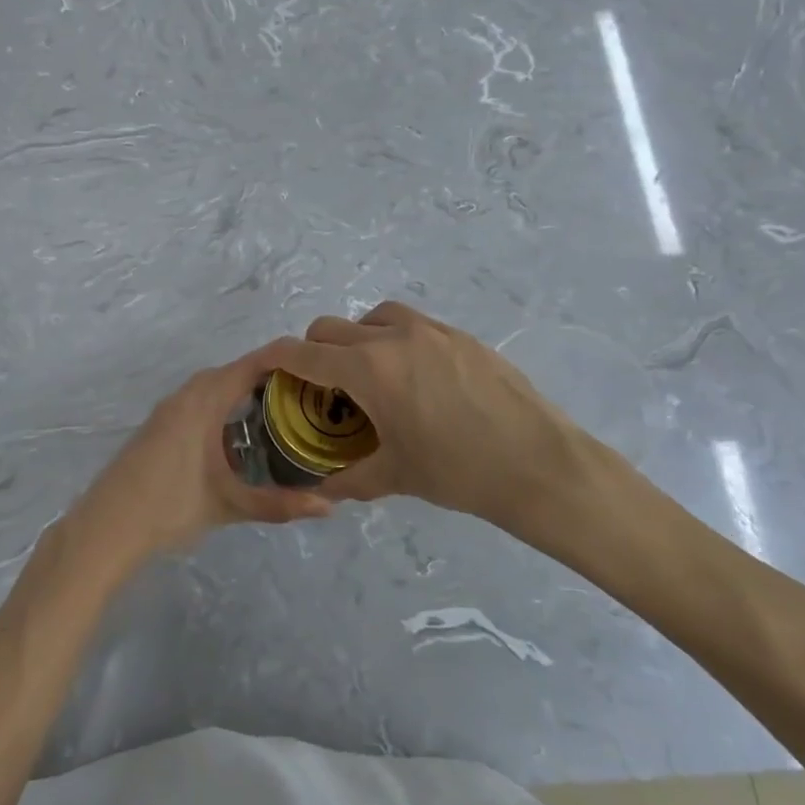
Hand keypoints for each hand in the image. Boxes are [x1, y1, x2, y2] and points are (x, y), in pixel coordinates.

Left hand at [64, 341, 333, 564]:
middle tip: (307, 395)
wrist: (108, 526)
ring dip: (243, 391)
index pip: (252, 364)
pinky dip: (223, 404)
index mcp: (204, 400)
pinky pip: (199, 400)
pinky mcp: (159, 425)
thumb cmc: (170, 507)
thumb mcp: (229, 504)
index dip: (286, 360)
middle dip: (270, 377)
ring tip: (281, 411)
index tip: (319, 368)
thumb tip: (330, 507)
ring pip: (213, 386)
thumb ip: (279, 504)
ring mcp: (168, 409)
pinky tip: (238, 433)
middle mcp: (186, 395)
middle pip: (234, 371)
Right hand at [272, 302, 624, 558]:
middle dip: (314, 350)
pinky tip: (415, 378)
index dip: (277, 357)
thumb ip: (348, 478)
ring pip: (374, 316)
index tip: (265, 366)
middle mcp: (394, 337)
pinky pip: (412, 325)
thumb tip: (320, 488)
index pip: (305, 352)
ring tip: (370, 374)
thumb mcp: (395, 476)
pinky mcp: (462, 336)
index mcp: (369, 368)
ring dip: (357, 337)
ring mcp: (432, 330)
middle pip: (332, 327)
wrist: (539, 464)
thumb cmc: (459, 472)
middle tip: (322, 387)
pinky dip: (395, 340)